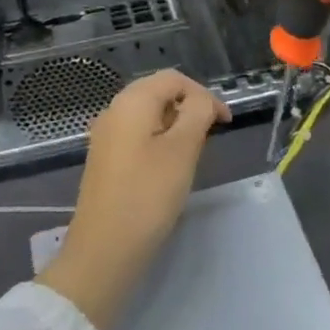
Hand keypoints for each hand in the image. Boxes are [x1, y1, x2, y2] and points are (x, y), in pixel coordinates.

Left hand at [37, 70, 228, 329]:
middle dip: (189, 108)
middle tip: (211, 137)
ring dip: (174, 125)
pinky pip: (136, 134)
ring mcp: (105, 134)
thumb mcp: (182, 151)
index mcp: (132, 101)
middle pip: (158, 93)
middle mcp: (114, 109)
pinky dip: (158, 140)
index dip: (204, 95)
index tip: (225, 123)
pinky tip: (168, 167)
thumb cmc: (147, 196)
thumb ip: (196, 114)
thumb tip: (201, 100)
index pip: (174, 79)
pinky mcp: (104, 158)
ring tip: (193, 154)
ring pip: (148, 115)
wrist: (103, 250)